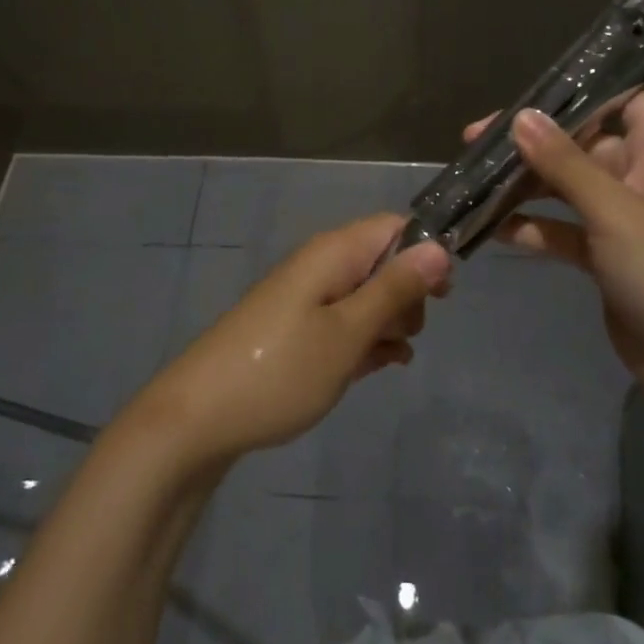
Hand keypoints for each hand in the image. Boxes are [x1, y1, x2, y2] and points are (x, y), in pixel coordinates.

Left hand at [130, 214, 450, 470]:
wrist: (200, 417)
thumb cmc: (282, 370)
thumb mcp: (349, 332)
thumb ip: (395, 288)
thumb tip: (438, 246)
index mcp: (334, 252)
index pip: (395, 226)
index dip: (425, 254)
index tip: (443, 296)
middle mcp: (321, 265)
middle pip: (384, 262)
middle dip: (407, 296)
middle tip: (404, 336)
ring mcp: (307, 297)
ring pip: (367, 296)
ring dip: (387, 324)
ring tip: (386, 359)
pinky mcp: (297, 327)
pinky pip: (344, 321)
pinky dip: (363, 341)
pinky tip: (375, 368)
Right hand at [468, 92, 643, 403]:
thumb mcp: (614, 210)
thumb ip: (565, 162)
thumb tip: (521, 116)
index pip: (627, 99)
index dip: (585, 90)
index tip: (530, 95)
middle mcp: (639, 178)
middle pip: (583, 144)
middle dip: (533, 141)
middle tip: (475, 141)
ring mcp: (621, 221)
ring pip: (566, 188)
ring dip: (526, 185)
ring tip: (474, 181)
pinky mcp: (606, 259)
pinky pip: (563, 231)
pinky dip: (533, 228)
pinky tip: (493, 229)